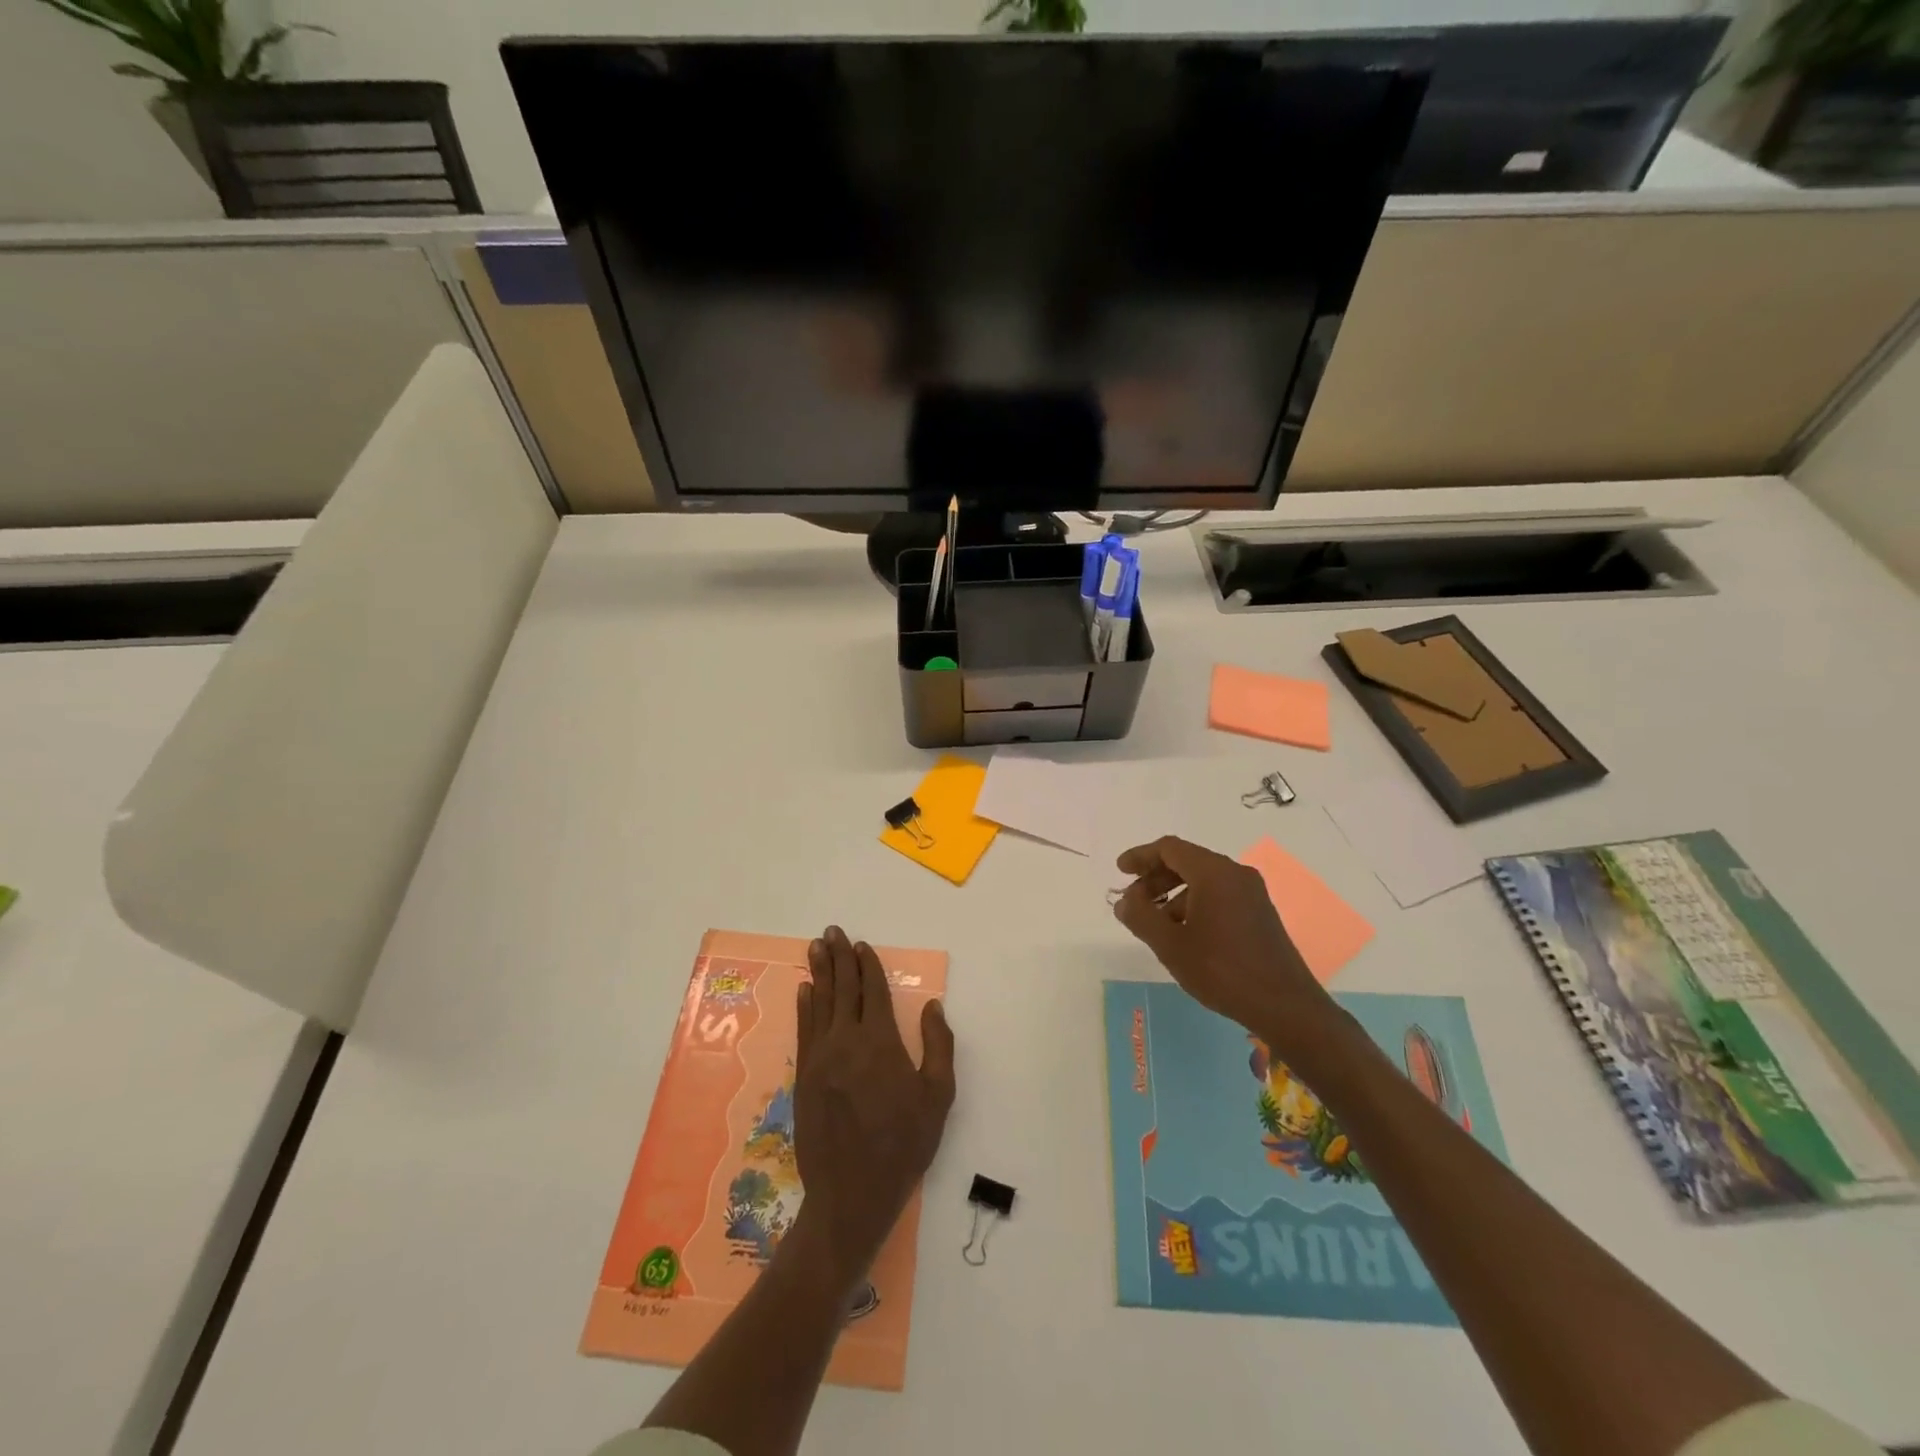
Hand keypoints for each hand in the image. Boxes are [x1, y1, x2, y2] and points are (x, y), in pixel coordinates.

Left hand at [787, 926, 955, 1293]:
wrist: (851, 1193)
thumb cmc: (903, 1145)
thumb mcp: (937, 1097)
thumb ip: (938, 1046)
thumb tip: (932, 1006)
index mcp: (880, 1042)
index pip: (872, 991)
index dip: (867, 965)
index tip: (862, 945)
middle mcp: (846, 1040)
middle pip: (842, 989)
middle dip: (839, 958)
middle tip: (832, 931)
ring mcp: (820, 1058)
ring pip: (820, 1003)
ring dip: (819, 972)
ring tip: (816, 947)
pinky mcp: (804, 1076)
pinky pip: (804, 1029)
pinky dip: (805, 1006)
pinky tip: (804, 990)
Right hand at [1113, 836, 1341, 1059]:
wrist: (1285, 1006)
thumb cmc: (1222, 970)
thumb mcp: (1171, 945)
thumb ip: (1140, 917)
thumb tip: (1124, 901)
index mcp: (1214, 873)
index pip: (1170, 849)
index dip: (1141, 856)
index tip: (1120, 871)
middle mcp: (1235, 874)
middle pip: (1186, 861)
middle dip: (1155, 877)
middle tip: (1133, 901)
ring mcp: (1252, 893)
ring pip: (1203, 879)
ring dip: (1173, 893)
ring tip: (1155, 922)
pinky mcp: (1259, 912)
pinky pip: (1219, 894)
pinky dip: (1194, 903)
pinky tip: (1184, 933)